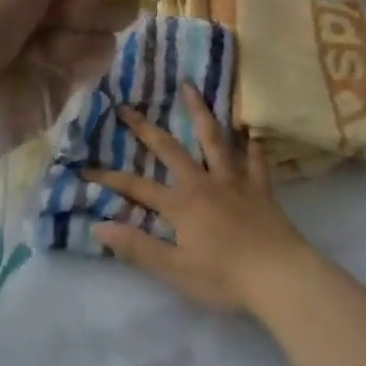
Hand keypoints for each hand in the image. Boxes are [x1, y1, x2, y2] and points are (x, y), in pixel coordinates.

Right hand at [82, 83, 314, 315]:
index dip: (109, 179)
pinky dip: (250, 143)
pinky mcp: (260, 188)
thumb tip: (98, 224)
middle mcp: (204, 182)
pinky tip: (249, 129)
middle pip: (170, 149)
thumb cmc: (224, 278)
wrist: (280, 277)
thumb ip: (137, 247)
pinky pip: (254, 159)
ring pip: (214, 139)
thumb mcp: (174, 270)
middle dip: (145, 128)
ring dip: (199, 112)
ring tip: (189, 87)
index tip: (85, 168)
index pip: (136, 188)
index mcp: (181, 204)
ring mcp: (234, 181)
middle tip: (127, 106)